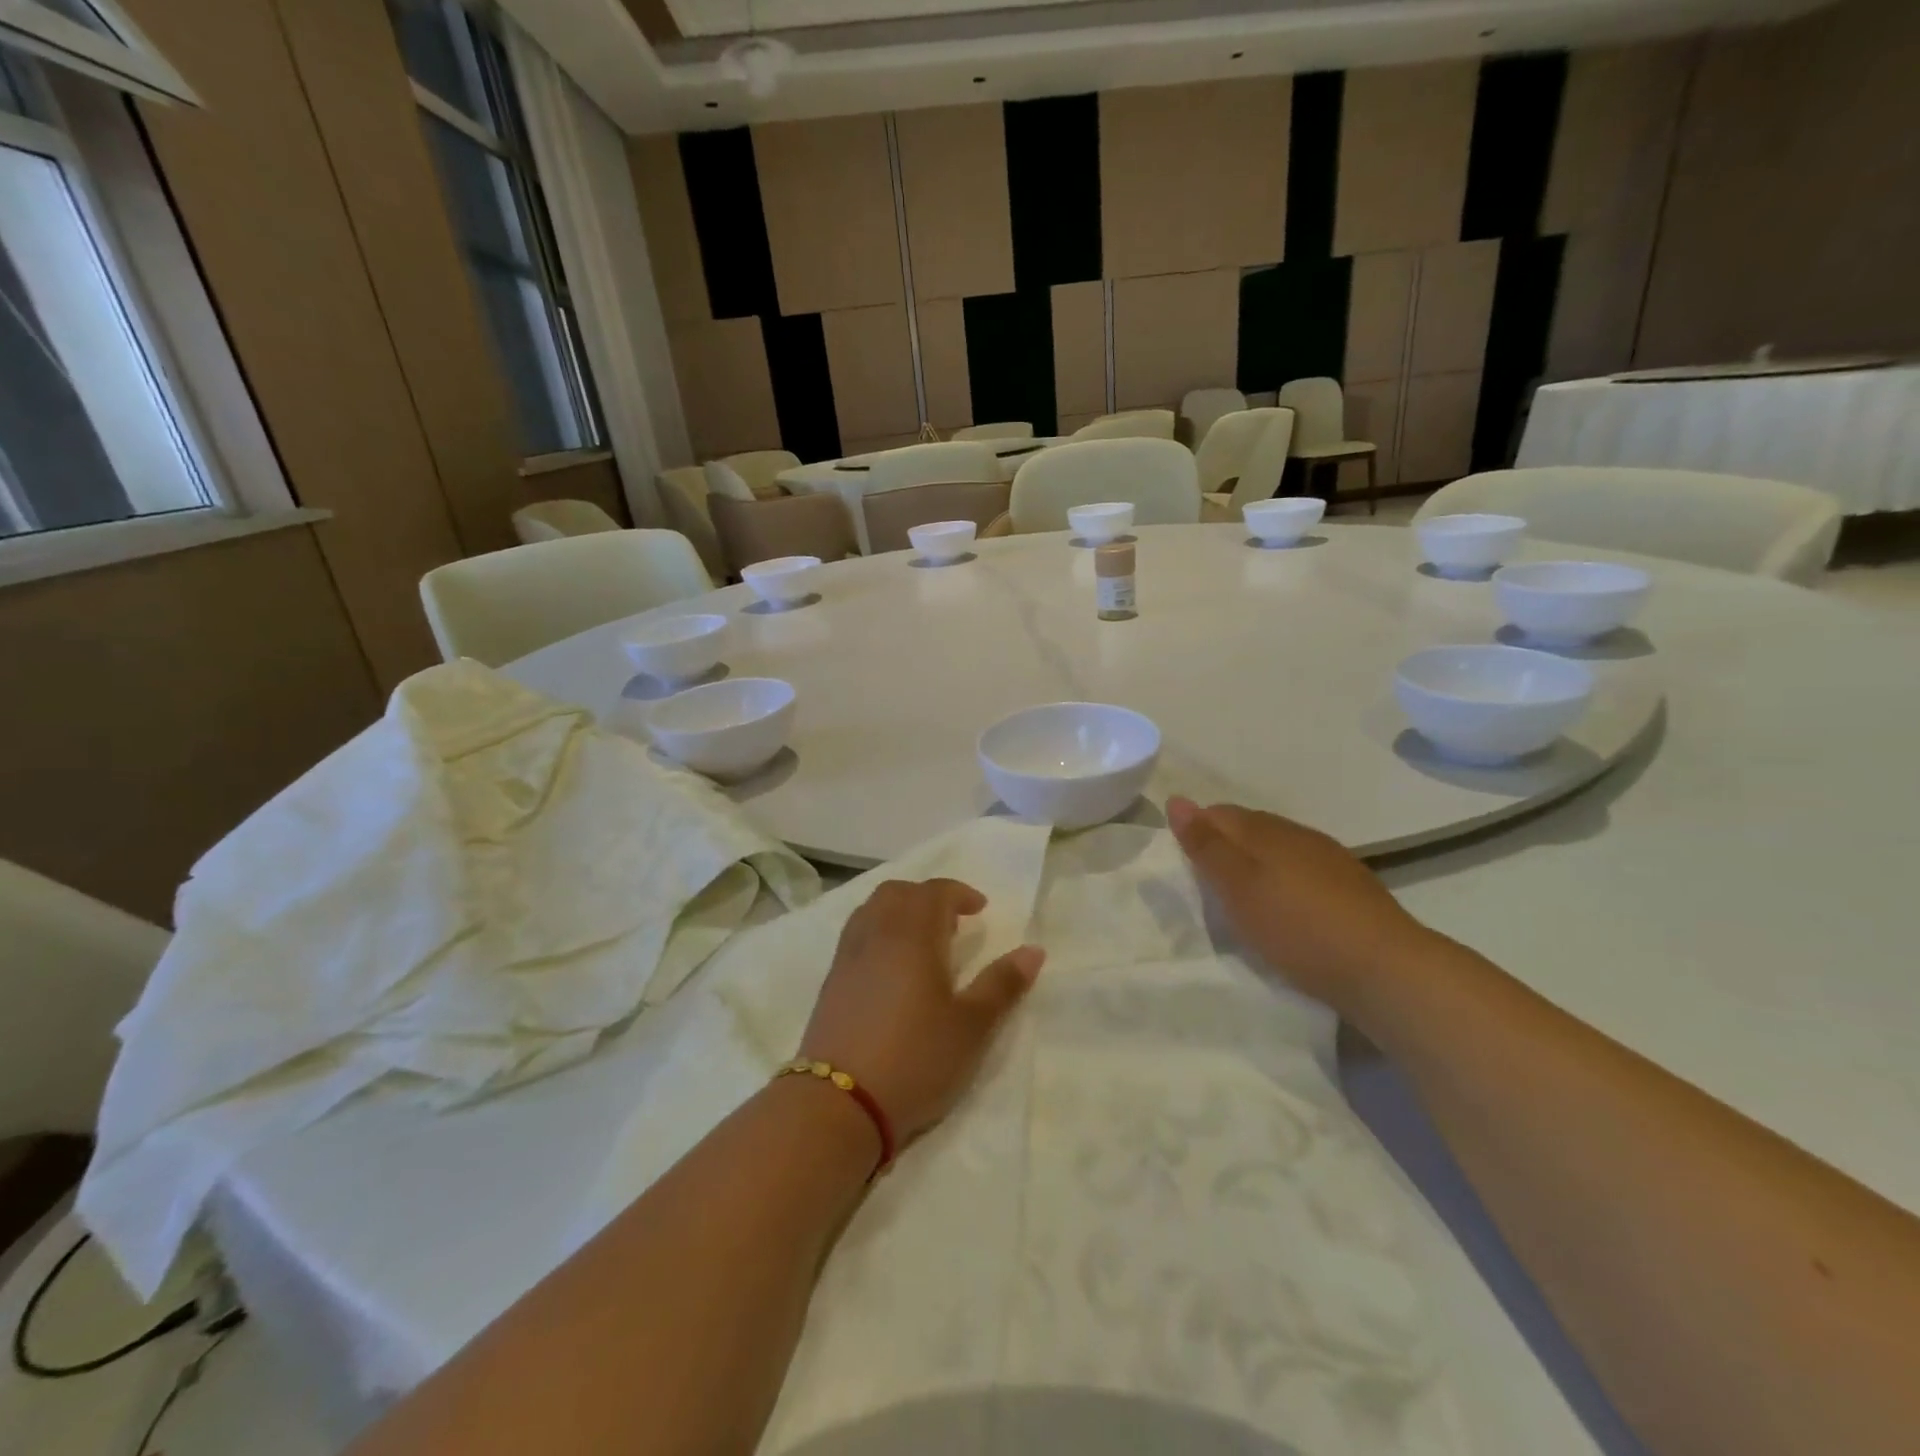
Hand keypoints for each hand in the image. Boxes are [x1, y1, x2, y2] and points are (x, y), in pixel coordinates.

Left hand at [799, 879, 1043, 1145]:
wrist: (839, 1104)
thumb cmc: (916, 1059)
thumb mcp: (971, 1027)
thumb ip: (1002, 984)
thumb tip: (1034, 950)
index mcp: (913, 934)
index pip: (935, 892)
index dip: (960, 893)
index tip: (980, 909)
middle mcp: (877, 933)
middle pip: (899, 892)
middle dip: (928, 897)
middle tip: (952, 923)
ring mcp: (848, 956)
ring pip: (873, 909)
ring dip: (900, 910)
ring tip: (922, 941)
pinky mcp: (831, 981)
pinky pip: (857, 933)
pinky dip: (879, 931)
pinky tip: (892, 967)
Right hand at [1167, 796, 1434, 1013]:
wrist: (1386, 968)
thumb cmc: (1298, 927)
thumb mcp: (1238, 889)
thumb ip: (1206, 846)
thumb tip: (1176, 800)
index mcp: (1267, 831)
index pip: (1219, 813)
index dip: (1197, 831)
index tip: (1185, 864)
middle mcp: (1298, 835)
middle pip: (1250, 828)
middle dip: (1225, 846)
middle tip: (1208, 885)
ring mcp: (1330, 859)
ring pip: (1279, 849)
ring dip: (1256, 865)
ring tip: (1244, 899)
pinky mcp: (1352, 887)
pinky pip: (1304, 871)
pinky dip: (1285, 882)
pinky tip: (1287, 909)